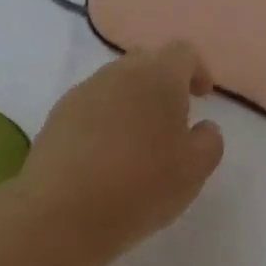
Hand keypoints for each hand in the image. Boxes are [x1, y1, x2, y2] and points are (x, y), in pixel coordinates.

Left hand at [13, 41, 224, 265]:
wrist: (61, 213)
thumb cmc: (141, 186)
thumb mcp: (194, 170)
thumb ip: (209, 141)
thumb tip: (203, 127)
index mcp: (158, 77)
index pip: (183, 52)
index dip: (197, 71)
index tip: (202, 98)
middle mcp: (118, 73)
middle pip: (146, 62)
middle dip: (163, 83)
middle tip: (172, 119)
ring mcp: (83, 93)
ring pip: (115, 84)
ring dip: (131, 102)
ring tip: (138, 142)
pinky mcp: (56, 116)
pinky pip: (90, 106)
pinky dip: (105, 120)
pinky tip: (106, 156)